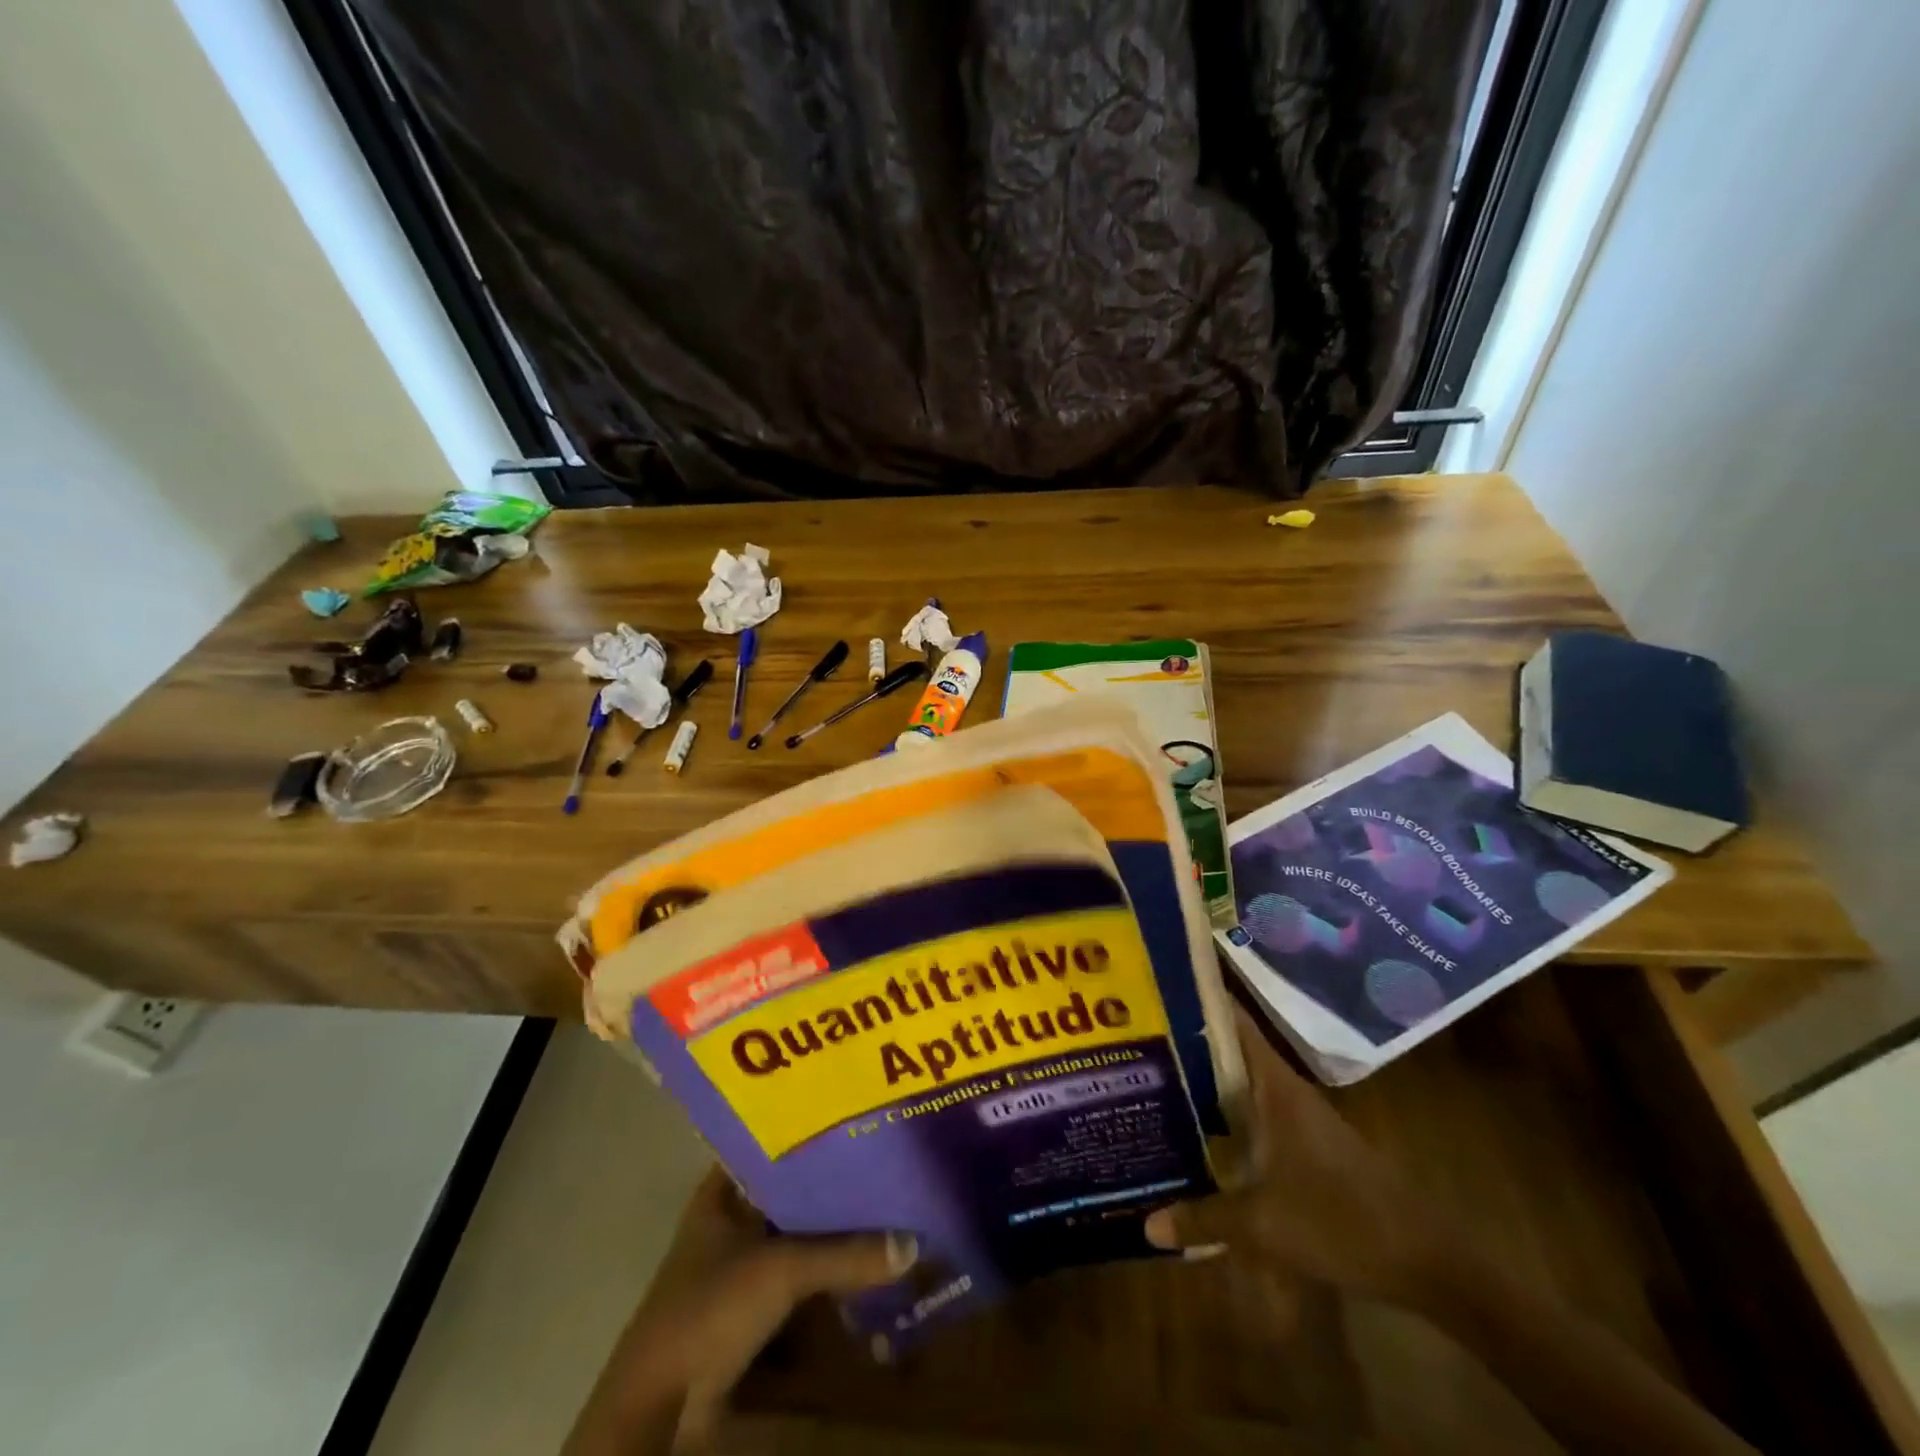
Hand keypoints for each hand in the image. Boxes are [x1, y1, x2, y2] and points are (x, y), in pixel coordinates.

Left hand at [565, 1166, 915, 1453]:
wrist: (660, 1408)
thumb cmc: (711, 1309)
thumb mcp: (782, 1270)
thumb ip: (846, 1254)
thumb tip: (912, 1242)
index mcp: (722, 1191)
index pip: (773, 1143)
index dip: (811, 1131)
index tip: (856, 1119)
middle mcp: (730, 1219)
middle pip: (790, 1190)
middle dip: (832, 1183)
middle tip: (884, 1162)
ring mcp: (737, 1265)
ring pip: (795, 1234)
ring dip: (832, 1230)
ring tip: (886, 1205)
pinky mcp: (748, 1309)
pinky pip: (796, 1277)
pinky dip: (825, 1272)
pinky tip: (864, 1263)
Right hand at [1145, 1004, 1451, 1304]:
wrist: (1426, 1259)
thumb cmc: (1340, 1220)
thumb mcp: (1262, 1224)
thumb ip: (1203, 1218)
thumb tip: (1146, 1224)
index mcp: (1275, 1086)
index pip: (1233, 1022)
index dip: (1199, 999)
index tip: (1157, 985)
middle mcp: (1285, 1091)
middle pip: (1229, 1052)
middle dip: (1186, 1046)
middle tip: (1136, 1043)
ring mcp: (1299, 1119)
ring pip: (1241, 1086)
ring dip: (1204, 1083)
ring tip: (1153, 1082)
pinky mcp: (1307, 1146)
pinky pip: (1255, 1116)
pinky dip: (1225, 1116)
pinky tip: (1199, 1134)